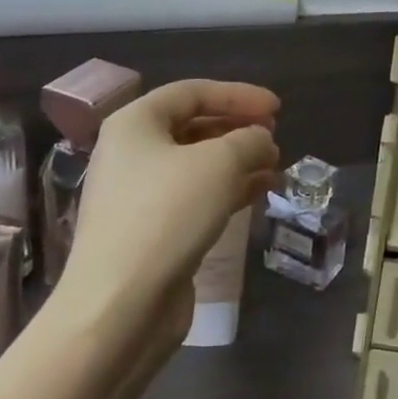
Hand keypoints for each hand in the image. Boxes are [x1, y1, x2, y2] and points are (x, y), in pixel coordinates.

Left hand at [50, 80, 279, 333]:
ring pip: (196, 164)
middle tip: (274, 135)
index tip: (277, 108)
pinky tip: (259, 191)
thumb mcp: (219, 164)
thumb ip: (248, 140)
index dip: (239, 95)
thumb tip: (262, 139)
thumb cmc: (167, 215)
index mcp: (134, 124)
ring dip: (238, 160)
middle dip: (238, 128)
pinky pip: (195, 196)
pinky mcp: (151, 231)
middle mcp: (131, 153)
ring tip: (275, 165)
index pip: (192, 92)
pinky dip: (228, 189)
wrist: (120, 306)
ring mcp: (138, 195)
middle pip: (192, 126)